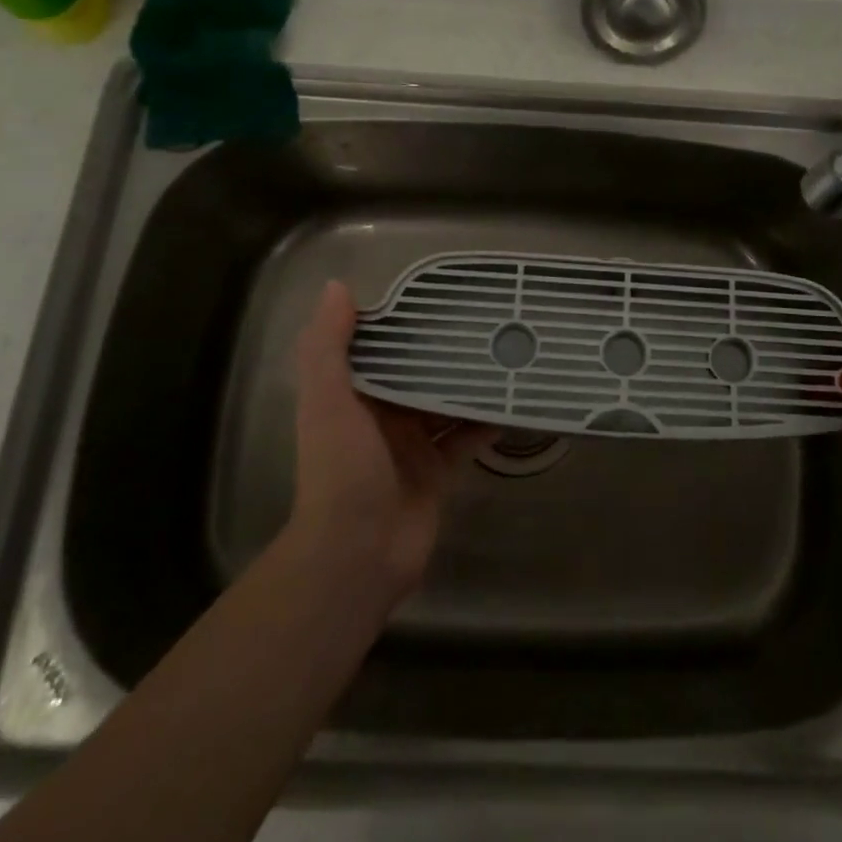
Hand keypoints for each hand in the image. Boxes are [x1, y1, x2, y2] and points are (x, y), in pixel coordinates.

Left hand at [289, 281, 494, 601]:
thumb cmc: (341, 470)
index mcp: (352, 396)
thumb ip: (328, 346)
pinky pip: (466, 438)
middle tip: (487, 321)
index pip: (380, 348)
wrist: (357, 554)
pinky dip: (486, 421)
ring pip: (446, 403)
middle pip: (417, 373)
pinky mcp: (438, 471)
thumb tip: (337, 287)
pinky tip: (514, 401)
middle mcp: (382, 416)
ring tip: (506, 352)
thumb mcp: (327, 401)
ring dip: (470, 383)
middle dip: (445, 350)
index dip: (404, 322)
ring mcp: (412, 445)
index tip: (440, 296)